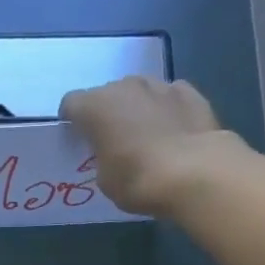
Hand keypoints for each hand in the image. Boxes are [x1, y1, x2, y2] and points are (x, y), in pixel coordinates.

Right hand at [60, 76, 245, 216]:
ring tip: (144, 133)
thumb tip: (112, 150)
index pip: (71, 103)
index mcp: (96, 106)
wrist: (193, 173)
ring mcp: (160, 85)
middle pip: (107, 93)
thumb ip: (101, 156)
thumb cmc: (136, 179)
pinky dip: (165, 108)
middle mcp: (125, 86)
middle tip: (112, 139)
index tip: (77, 138)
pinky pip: (168, 96)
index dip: (72, 120)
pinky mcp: (190, 92)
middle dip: (107, 112)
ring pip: (139, 91)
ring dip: (136, 107)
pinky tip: (171, 130)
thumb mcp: (104, 178)